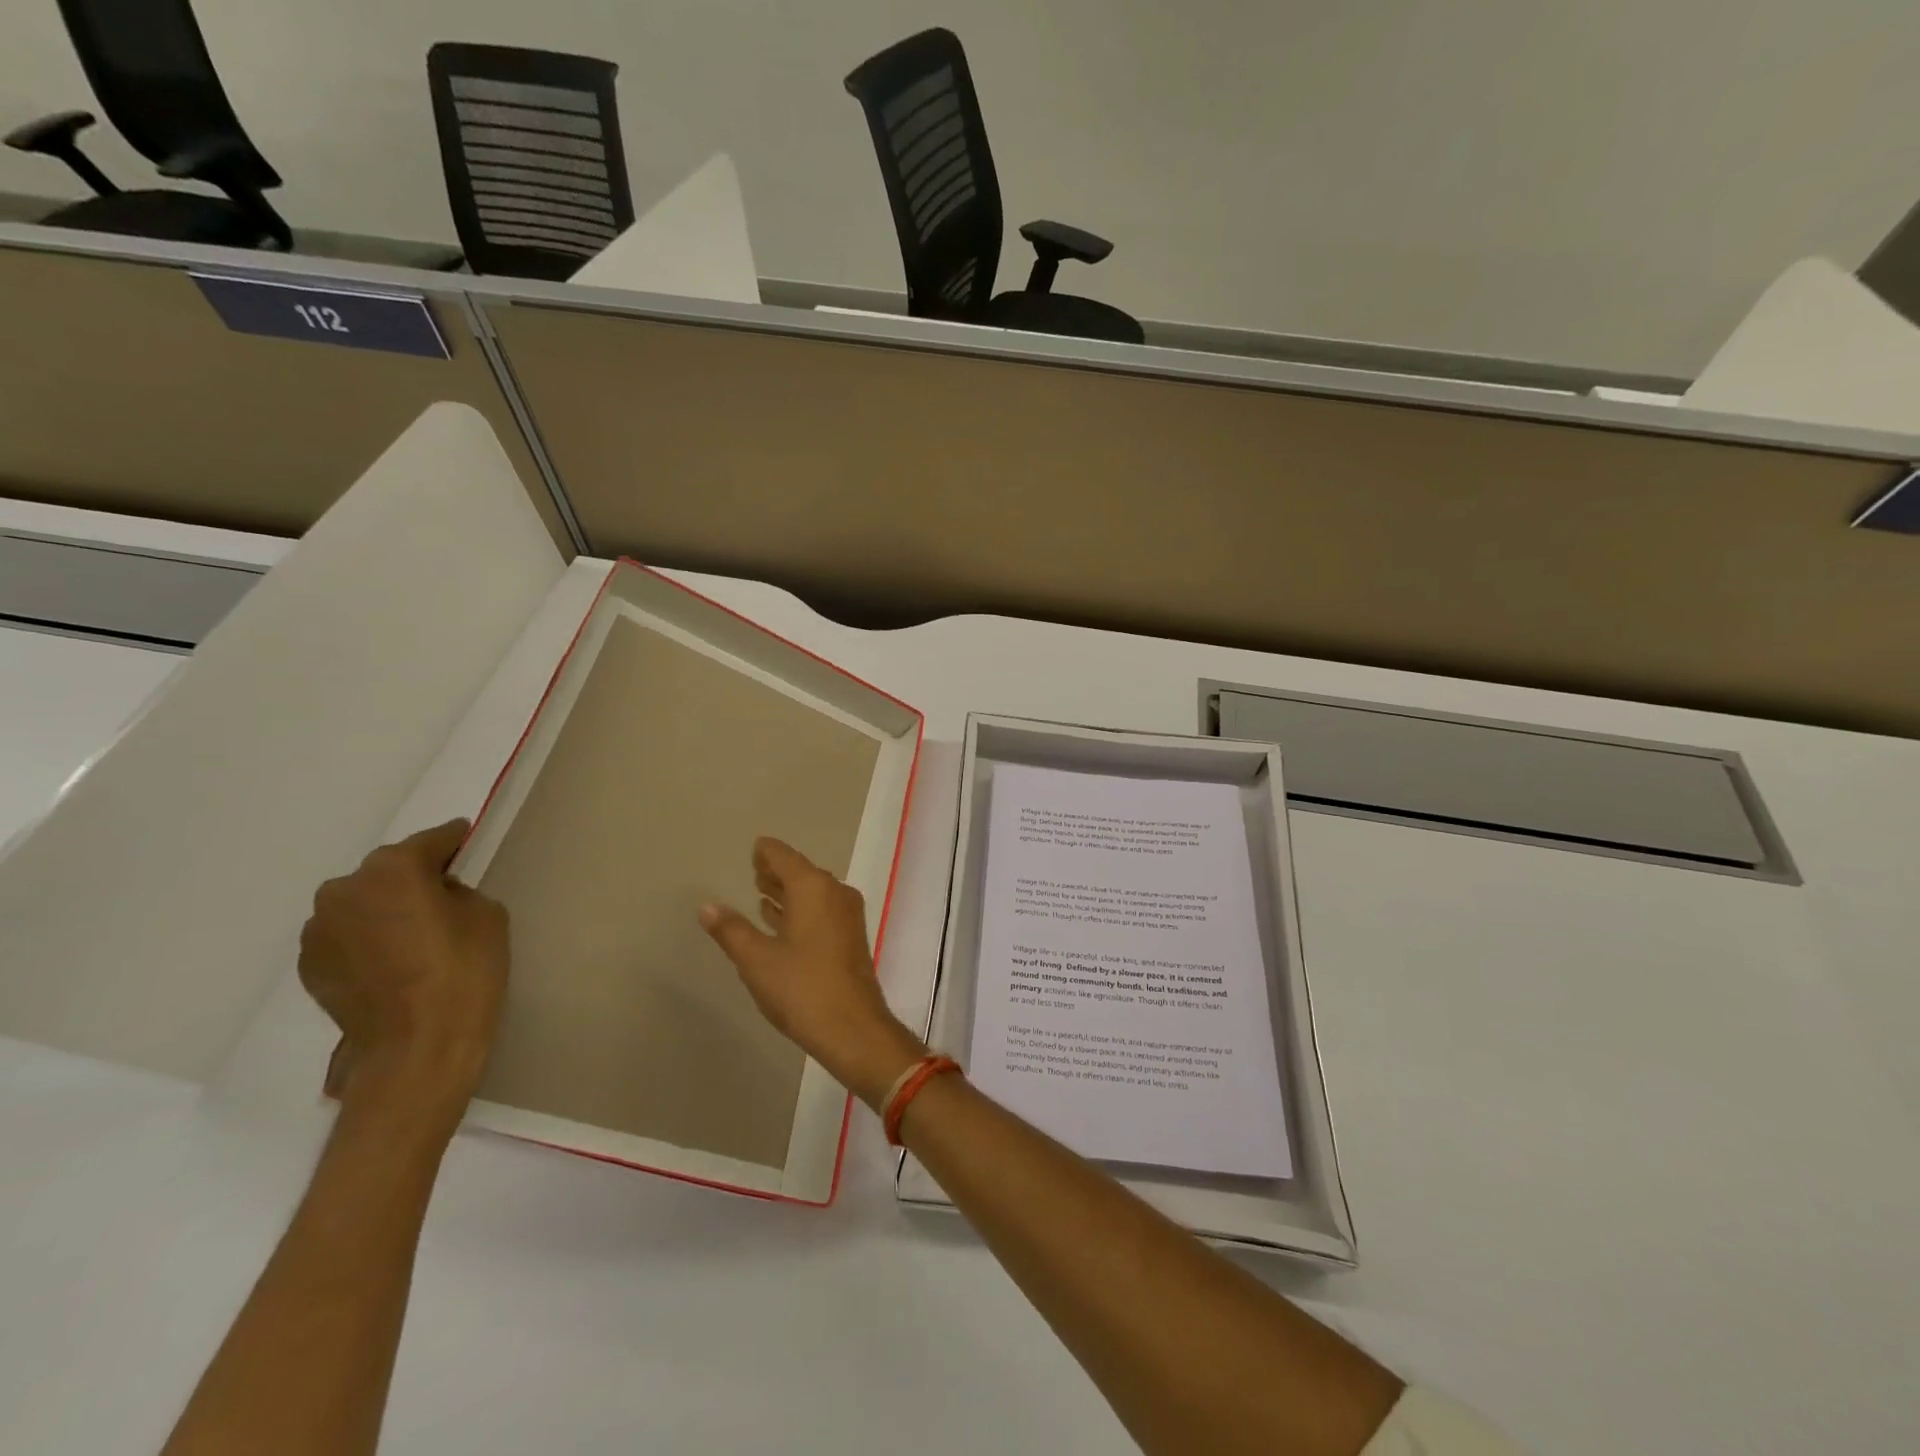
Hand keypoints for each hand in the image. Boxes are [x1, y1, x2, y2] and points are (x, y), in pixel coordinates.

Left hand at [299, 820, 508, 1126]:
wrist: (418, 1047)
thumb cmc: (464, 972)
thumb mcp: (486, 915)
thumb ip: (458, 891)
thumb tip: (436, 895)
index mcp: (393, 869)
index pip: (431, 840)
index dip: (453, 841)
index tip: (466, 839)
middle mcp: (345, 890)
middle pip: (389, 870)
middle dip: (414, 878)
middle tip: (442, 899)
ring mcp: (319, 929)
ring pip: (363, 904)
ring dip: (386, 910)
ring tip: (414, 938)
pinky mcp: (310, 964)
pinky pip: (346, 936)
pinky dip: (368, 940)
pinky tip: (393, 963)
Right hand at [699, 837, 926, 1108]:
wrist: (852, 1028)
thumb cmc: (801, 988)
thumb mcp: (756, 959)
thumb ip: (731, 929)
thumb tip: (708, 905)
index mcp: (813, 888)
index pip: (785, 857)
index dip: (767, 852)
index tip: (754, 847)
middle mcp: (834, 893)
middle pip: (802, 872)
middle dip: (777, 871)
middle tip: (753, 868)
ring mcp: (846, 916)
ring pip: (813, 893)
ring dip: (788, 891)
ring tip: (761, 891)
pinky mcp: (849, 938)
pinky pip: (821, 911)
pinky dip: (800, 910)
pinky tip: (781, 920)